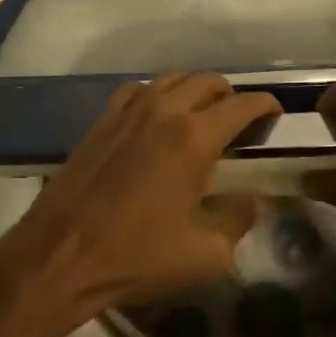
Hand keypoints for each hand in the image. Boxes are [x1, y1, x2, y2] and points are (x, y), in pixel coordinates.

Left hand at [0, 73, 281, 336]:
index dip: (265, 106)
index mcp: (195, 137)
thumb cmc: (137, 256)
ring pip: (173, 79)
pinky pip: (138, 90)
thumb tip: (250, 201)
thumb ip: (237, 220)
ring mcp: (128, 111)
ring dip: (195, 91)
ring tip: (202, 116)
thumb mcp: (206, 254)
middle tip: (240, 123)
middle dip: (231, 96)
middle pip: (208, 82)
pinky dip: (158, 95)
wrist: (60, 257)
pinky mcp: (102, 120)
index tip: (276, 115)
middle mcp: (164, 111)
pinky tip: (157, 118)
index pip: (242, 105)